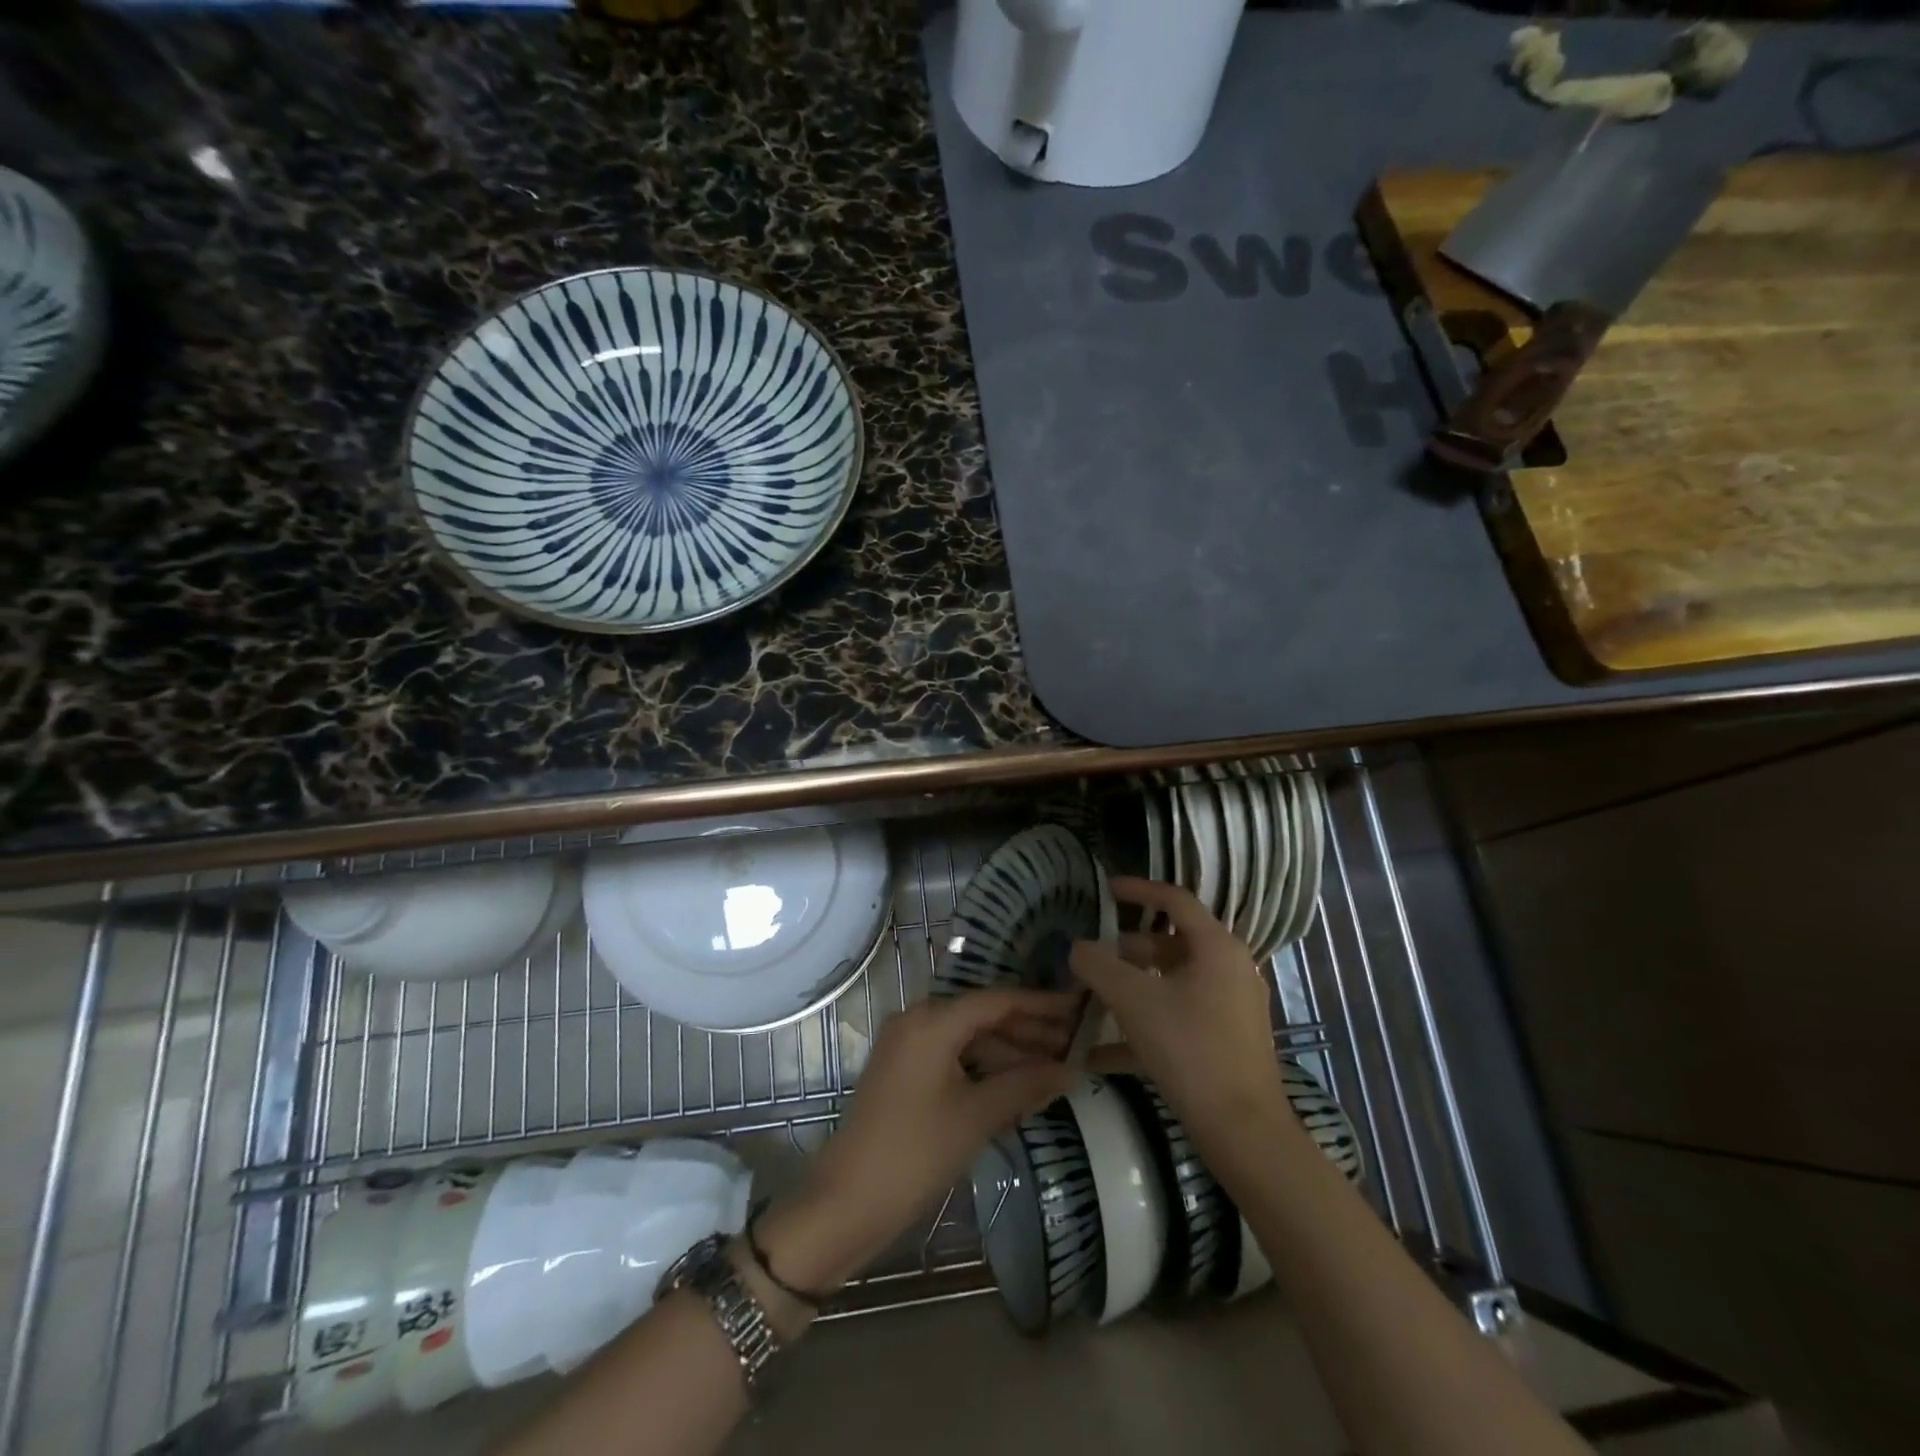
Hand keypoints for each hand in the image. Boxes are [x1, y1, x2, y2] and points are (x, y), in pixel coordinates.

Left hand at [754, 989, 1080, 1299]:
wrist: (848, 1200)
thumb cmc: (916, 1152)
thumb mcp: (978, 1115)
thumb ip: (1027, 1084)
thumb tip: (1074, 1068)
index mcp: (932, 1020)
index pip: (998, 1001)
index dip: (1041, 1004)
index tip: (1078, 1008)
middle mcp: (917, 1020)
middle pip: (983, 1017)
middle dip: (1029, 1031)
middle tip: (1075, 1043)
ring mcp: (907, 1046)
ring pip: (969, 1039)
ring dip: (1009, 1053)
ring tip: (1055, 1069)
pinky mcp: (904, 1071)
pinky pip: (953, 1057)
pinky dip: (984, 1069)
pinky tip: (1017, 1088)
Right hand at [1070, 877, 1287, 1144]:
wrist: (1241, 1129)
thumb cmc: (1189, 1048)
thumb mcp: (1133, 1000)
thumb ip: (1098, 965)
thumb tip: (1078, 948)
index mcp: (1216, 947)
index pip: (1175, 899)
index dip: (1138, 889)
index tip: (1105, 890)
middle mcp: (1229, 968)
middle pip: (1171, 943)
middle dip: (1127, 948)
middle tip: (1091, 956)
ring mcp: (1231, 1006)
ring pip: (1172, 981)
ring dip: (1133, 985)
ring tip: (1093, 998)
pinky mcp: (1226, 1039)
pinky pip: (1179, 1016)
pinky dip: (1145, 1022)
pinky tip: (1101, 1051)